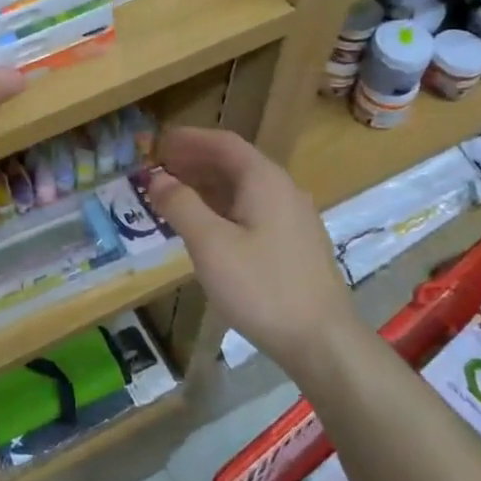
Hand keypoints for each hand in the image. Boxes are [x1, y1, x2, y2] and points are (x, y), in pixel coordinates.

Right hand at [142, 127, 364, 380]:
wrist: (322, 341)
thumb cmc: (262, 287)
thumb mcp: (211, 245)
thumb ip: (181, 205)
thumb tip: (157, 178)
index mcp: (264, 180)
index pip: (223, 142)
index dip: (189, 139)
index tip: (158, 143)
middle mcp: (283, 189)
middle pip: (235, 163)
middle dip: (195, 162)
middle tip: (160, 170)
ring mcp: (293, 218)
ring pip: (243, 188)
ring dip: (208, 186)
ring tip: (175, 197)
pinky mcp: (295, 244)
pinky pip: (252, 210)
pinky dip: (223, 207)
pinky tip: (206, 229)